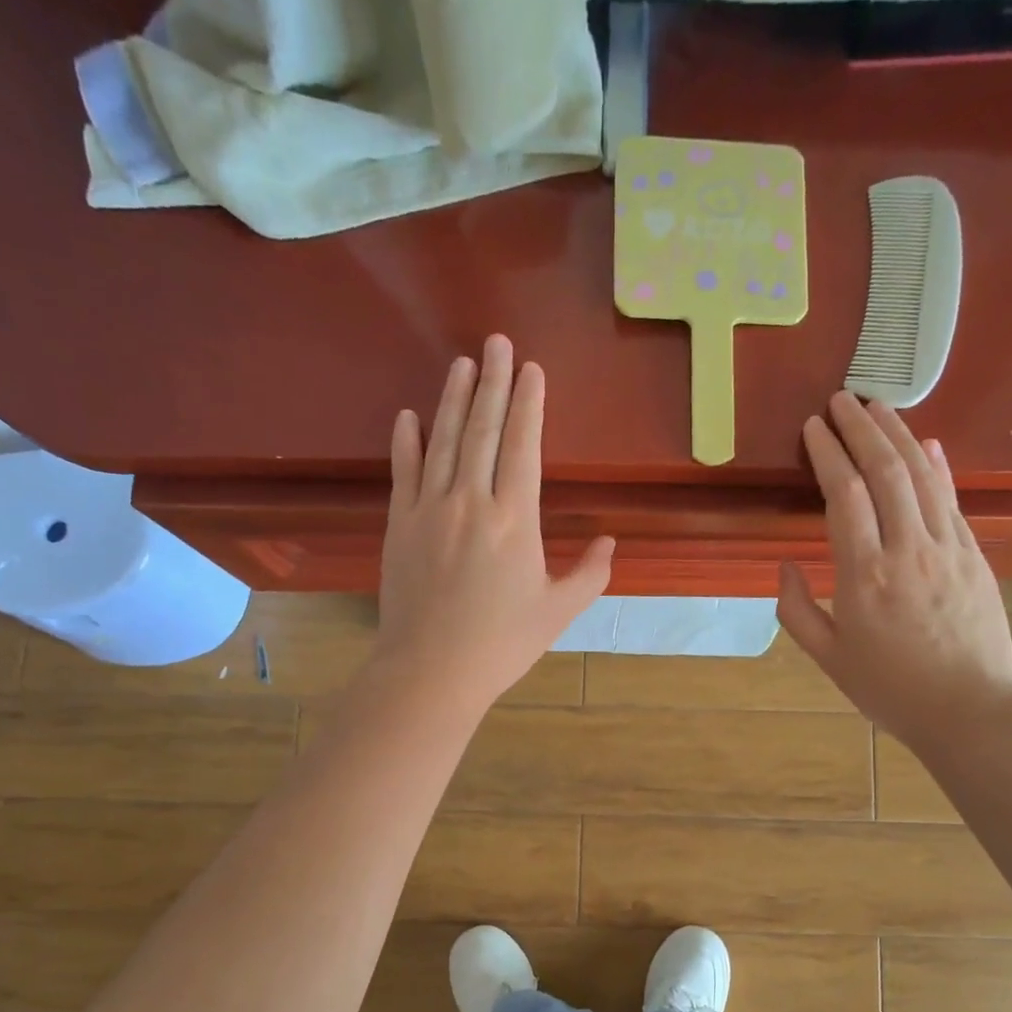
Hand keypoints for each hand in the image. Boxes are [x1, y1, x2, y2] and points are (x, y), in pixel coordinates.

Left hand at [371, 335, 613, 717]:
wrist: (432, 670)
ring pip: (444, 440)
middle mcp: (471, 501)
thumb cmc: (501, 644)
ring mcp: (430, 509)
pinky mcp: (400, 524)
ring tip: (463, 362)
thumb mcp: (558, 612)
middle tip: (498, 341)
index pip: (524, 446)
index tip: (532, 369)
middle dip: (494, 382)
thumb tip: (611, 540)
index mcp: (515, 519)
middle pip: (484, 429)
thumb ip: (591, 573)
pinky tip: (410, 415)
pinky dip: (407, 441)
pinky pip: (404, 471)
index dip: (529, 403)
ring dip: (455, 398)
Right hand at [777, 393, 1011, 749]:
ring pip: (922, 476)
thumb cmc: (889, 689)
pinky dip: (937, 466)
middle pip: (885, 471)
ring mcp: (947, 548)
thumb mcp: (828, 658)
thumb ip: (797, 610)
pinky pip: (951, 499)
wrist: (968, 709)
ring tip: (876, 406)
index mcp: (864, 576)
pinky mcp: (972, 555)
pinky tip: (926, 443)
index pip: (845, 495)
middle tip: (840, 399)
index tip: (813, 427)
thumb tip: (786, 566)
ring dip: (898, 435)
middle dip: (860, 429)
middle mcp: (907, 549)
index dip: (827, 454)